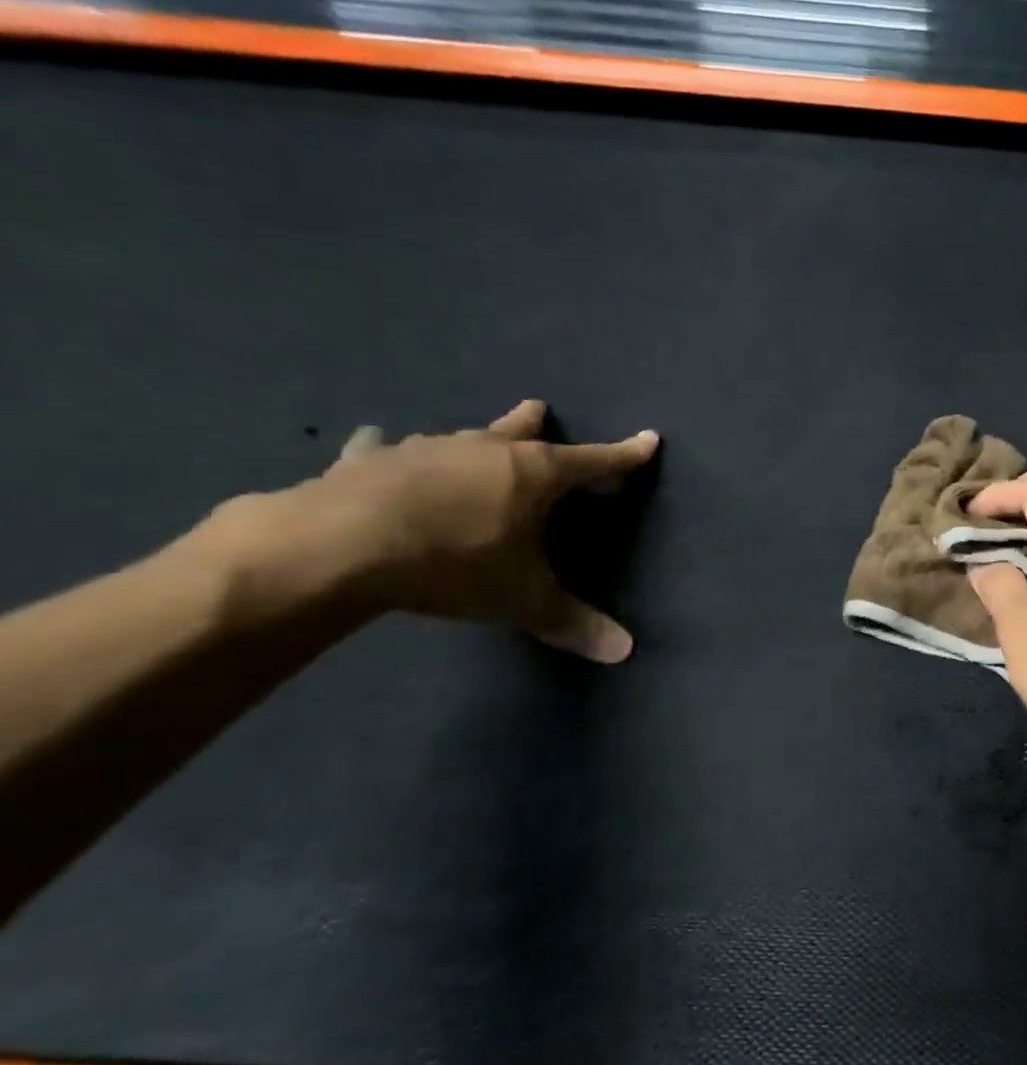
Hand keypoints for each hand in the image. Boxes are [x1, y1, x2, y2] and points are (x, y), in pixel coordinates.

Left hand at [205, 400, 658, 662]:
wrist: (340, 546)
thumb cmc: (454, 563)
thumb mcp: (521, 600)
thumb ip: (572, 622)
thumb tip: (626, 652)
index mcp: (535, 474)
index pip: (597, 462)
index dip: (626, 456)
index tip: (649, 440)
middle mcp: (487, 450)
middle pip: (523, 429)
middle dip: (537, 424)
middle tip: (541, 413)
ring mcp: (426, 449)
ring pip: (463, 436)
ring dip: (475, 440)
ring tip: (474, 443)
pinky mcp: (369, 460)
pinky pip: (384, 448)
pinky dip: (388, 449)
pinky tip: (376, 444)